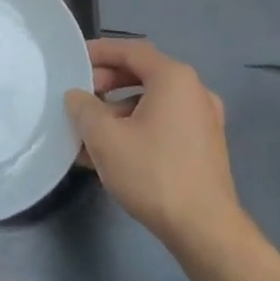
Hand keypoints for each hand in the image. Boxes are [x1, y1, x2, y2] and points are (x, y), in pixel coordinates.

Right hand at [66, 39, 254, 262]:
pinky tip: (112, 152)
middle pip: (143, 74)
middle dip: (107, 82)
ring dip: (118, 109)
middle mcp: (194, 91)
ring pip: (152, 102)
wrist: (205, 231)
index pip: (131, 50)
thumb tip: (77, 96)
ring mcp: (203, 120)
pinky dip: (137, 127)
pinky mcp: (205, 147)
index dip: (99, 52)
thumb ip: (83, 107)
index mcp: (174, 78)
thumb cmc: (153, 173)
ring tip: (89, 130)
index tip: (74, 59)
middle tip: (80, 95)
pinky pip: (164, 123)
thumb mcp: (104, 137)